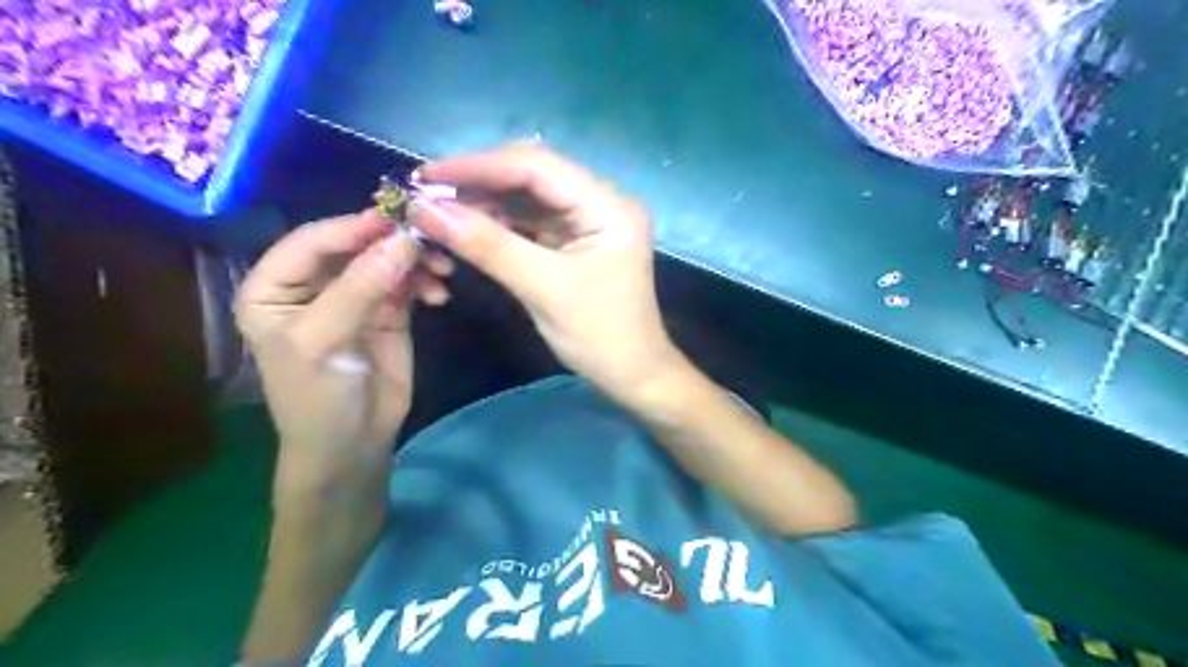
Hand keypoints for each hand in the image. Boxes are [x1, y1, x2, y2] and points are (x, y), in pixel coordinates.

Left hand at [237, 212, 455, 486]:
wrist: (353, 443)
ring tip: (443, 271)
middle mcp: (313, 284)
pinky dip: (425, 282)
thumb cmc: (318, 396)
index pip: (311, 242)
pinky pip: (408, 283)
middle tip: (431, 241)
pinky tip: (439, 295)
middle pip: (354, 246)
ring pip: (386, 261)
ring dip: (415, 261)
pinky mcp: (388, 311)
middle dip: (392, 242)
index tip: (397, 219)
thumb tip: (403, 240)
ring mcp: (354, 296)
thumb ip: (360, 288)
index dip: (352, 227)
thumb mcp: (325, 341)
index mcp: (275, 286)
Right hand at [412, 145, 681, 397]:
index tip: (426, 176)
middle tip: (426, 192)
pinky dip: (499, 223)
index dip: (478, 165)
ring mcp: (589, 221)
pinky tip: (468, 226)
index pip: (537, 166)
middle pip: (532, 175)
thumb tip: (425, 211)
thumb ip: (488, 246)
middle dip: (479, 181)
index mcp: (608, 205)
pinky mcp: (576, 241)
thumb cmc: (599, 335)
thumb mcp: (543, 289)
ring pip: (528, 197)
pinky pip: (532, 221)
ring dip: (485, 202)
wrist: (632, 375)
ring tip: (437, 209)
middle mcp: (601, 202)